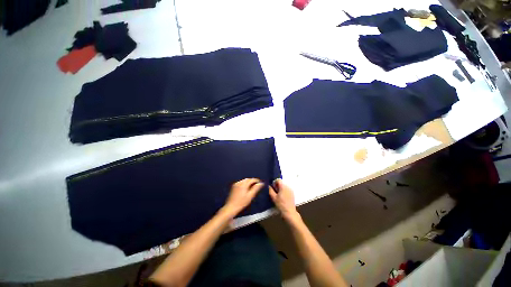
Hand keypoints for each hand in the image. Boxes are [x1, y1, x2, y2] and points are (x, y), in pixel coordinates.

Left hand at [222, 178, 264, 217]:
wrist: (231, 207)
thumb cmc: (242, 202)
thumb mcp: (250, 196)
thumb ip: (256, 188)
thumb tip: (261, 183)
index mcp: (244, 184)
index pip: (252, 179)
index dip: (257, 181)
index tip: (260, 183)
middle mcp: (239, 182)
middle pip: (247, 179)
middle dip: (252, 181)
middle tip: (257, 185)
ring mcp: (236, 184)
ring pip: (244, 181)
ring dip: (248, 182)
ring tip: (252, 187)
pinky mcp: (233, 186)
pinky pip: (240, 183)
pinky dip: (244, 184)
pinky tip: (246, 188)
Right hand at [269, 179, 298, 220]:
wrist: (289, 212)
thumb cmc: (281, 204)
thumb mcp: (274, 197)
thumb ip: (270, 190)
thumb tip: (269, 186)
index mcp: (283, 186)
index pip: (278, 180)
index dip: (274, 182)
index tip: (272, 187)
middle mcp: (288, 187)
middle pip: (281, 183)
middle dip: (277, 186)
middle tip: (274, 191)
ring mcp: (291, 190)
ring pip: (284, 186)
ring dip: (280, 188)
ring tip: (278, 194)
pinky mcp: (292, 194)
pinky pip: (287, 189)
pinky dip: (284, 191)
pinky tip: (282, 197)